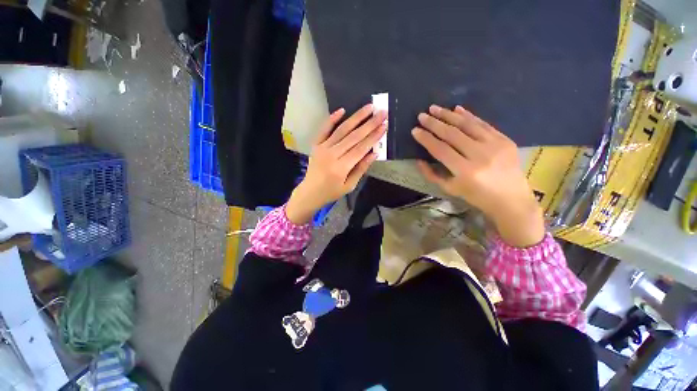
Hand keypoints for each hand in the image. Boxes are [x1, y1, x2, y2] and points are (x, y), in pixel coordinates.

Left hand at [286, 105, 386, 224]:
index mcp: (341, 167)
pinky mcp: (316, 144)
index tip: (384, 126)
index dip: (374, 137)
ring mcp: (322, 148)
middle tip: (382, 113)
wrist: (310, 192)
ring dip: (356, 117)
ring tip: (369, 107)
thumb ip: (361, 169)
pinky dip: (332, 119)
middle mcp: (332, 155)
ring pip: (342, 130)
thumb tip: (374, 153)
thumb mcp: (349, 185)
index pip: (361, 148)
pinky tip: (342, 110)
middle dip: (370, 124)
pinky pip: (324, 129)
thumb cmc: (331, 191)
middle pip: (354, 137)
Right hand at [412, 105, 544, 246]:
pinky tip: (457, 109)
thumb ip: (432, 174)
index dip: (426, 139)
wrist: (511, 198)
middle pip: (453, 134)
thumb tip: (418, 160)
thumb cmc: (477, 196)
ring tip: (434, 108)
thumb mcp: (450, 189)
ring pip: (467, 125)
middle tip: (421, 116)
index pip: (441, 150)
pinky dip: (469, 115)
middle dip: (434, 124)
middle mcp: (480, 155)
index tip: (415, 130)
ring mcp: (495, 145)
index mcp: (466, 171)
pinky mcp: (505, 139)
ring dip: (449, 115)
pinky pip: (483, 124)